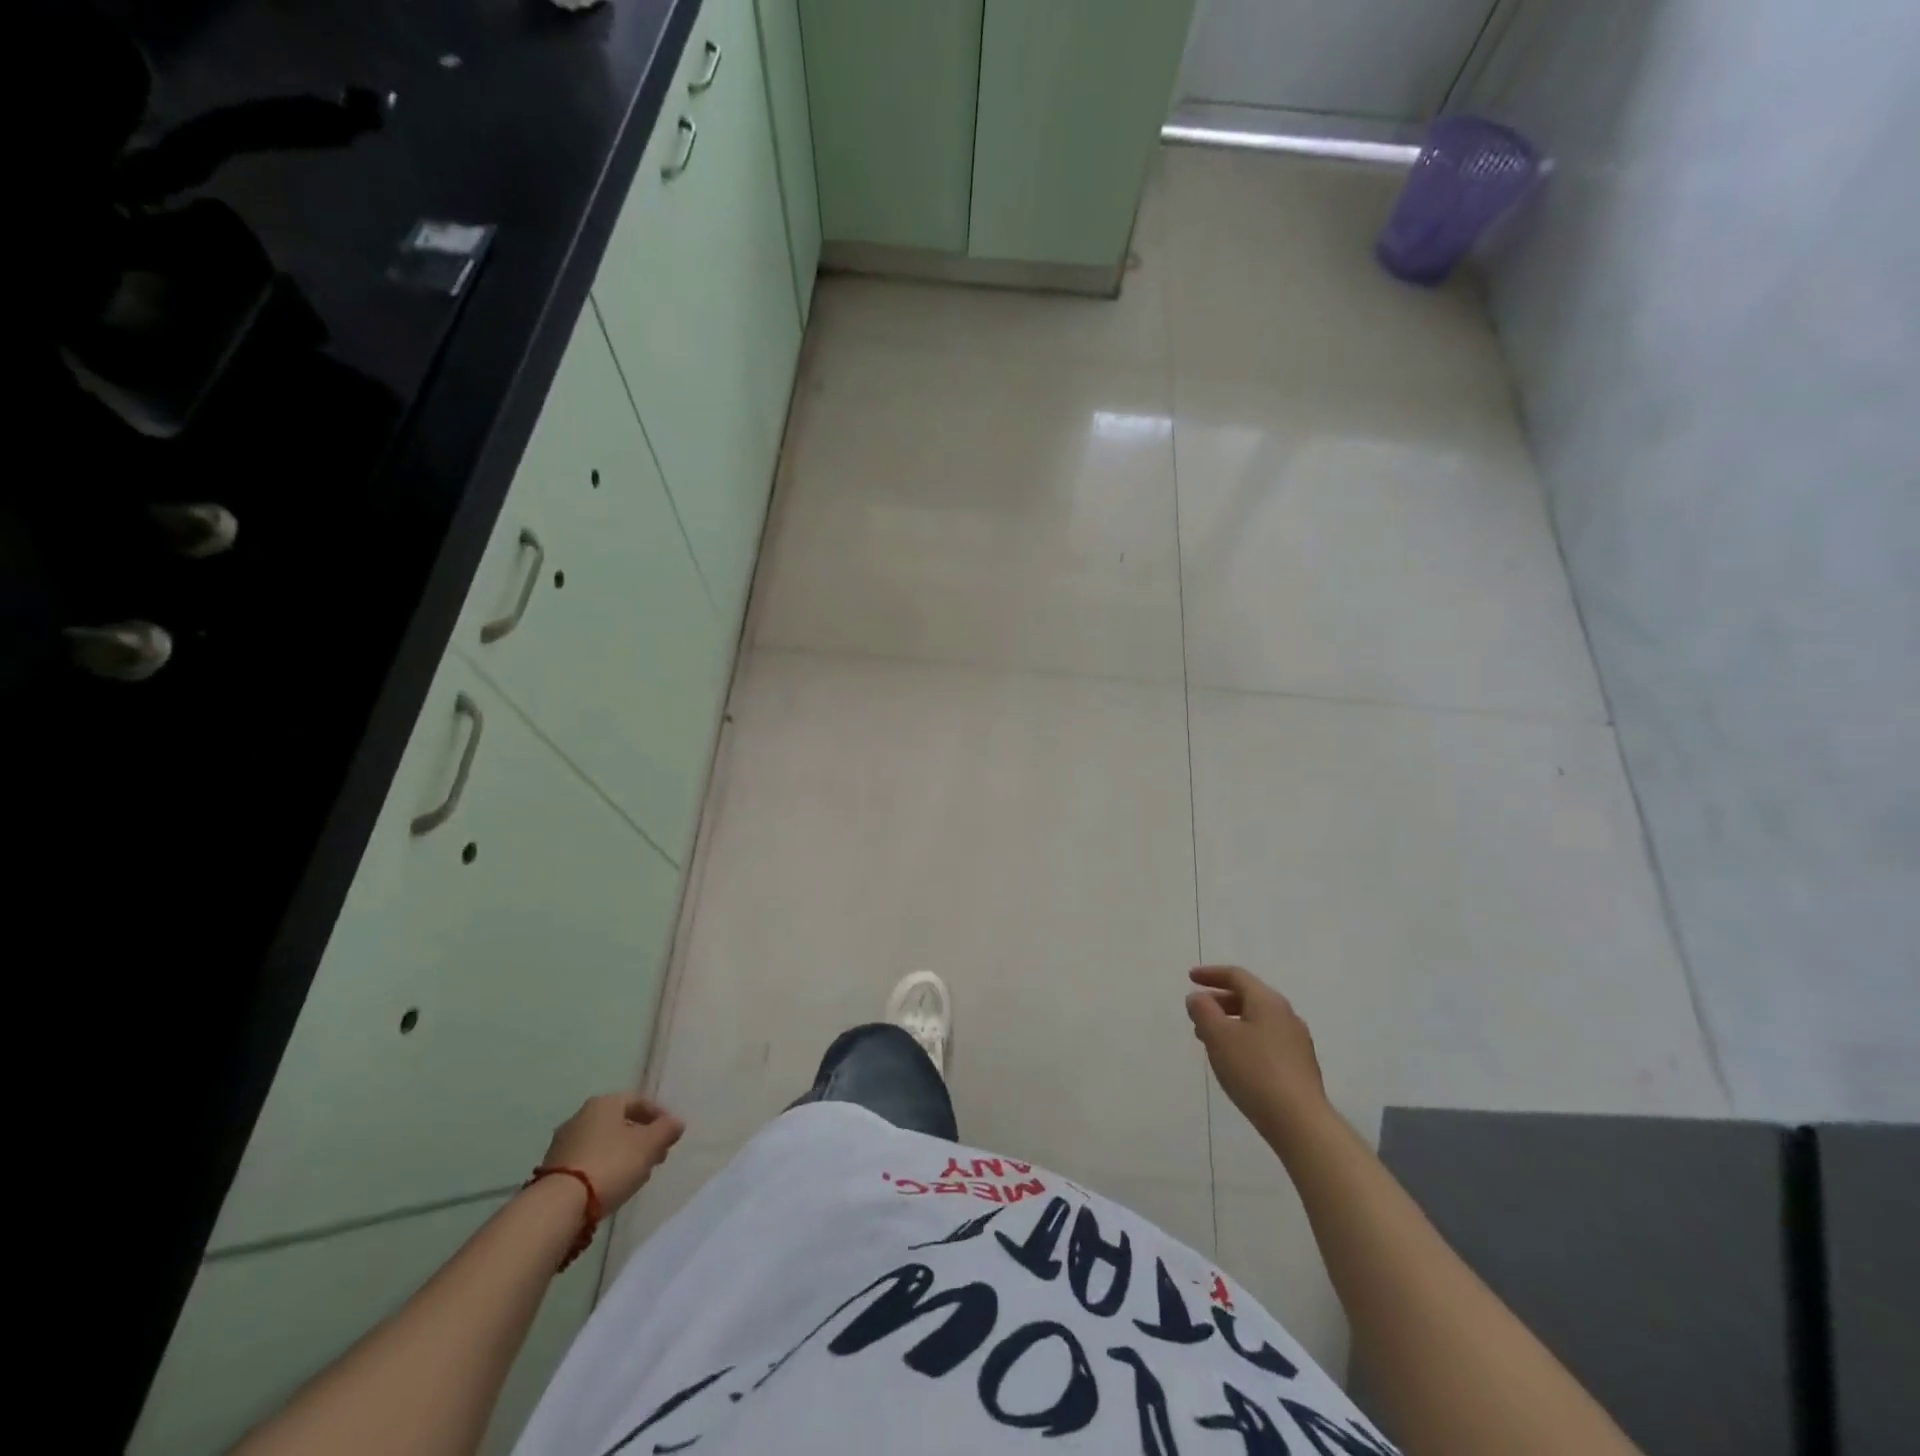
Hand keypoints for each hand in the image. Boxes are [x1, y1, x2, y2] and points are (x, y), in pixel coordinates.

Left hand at [540, 1094, 684, 1212]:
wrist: (558, 1206)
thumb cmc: (610, 1164)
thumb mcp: (649, 1145)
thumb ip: (666, 1130)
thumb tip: (676, 1123)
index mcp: (604, 1103)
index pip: (638, 1101)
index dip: (659, 1117)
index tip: (670, 1136)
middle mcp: (581, 1116)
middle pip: (620, 1122)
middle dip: (641, 1138)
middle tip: (656, 1157)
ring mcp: (563, 1143)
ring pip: (603, 1143)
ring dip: (622, 1154)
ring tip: (636, 1175)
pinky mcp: (552, 1169)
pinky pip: (587, 1161)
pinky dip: (603, 1168)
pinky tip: (612, 1186)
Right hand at [1186, 966, 1331, 1145]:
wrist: (1300, 1122)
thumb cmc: (1254, 1070)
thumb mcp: (1218, 1035)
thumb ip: (1203, 1010)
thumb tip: (1198, 998)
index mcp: (1267, 1001)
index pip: (1236, 976)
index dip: (1211, 974)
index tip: (1190, 978)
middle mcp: (1286, 1015)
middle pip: (1248, 997)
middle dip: (1219, 1001)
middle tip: (1197, 1012)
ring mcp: (1296, 1041)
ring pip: (1257, 1020)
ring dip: (1230, 1022)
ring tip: (1209, 1039)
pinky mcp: (1300, 1066)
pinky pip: (1266, 1040)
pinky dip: (1245, 1040)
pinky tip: (1234, 1061)